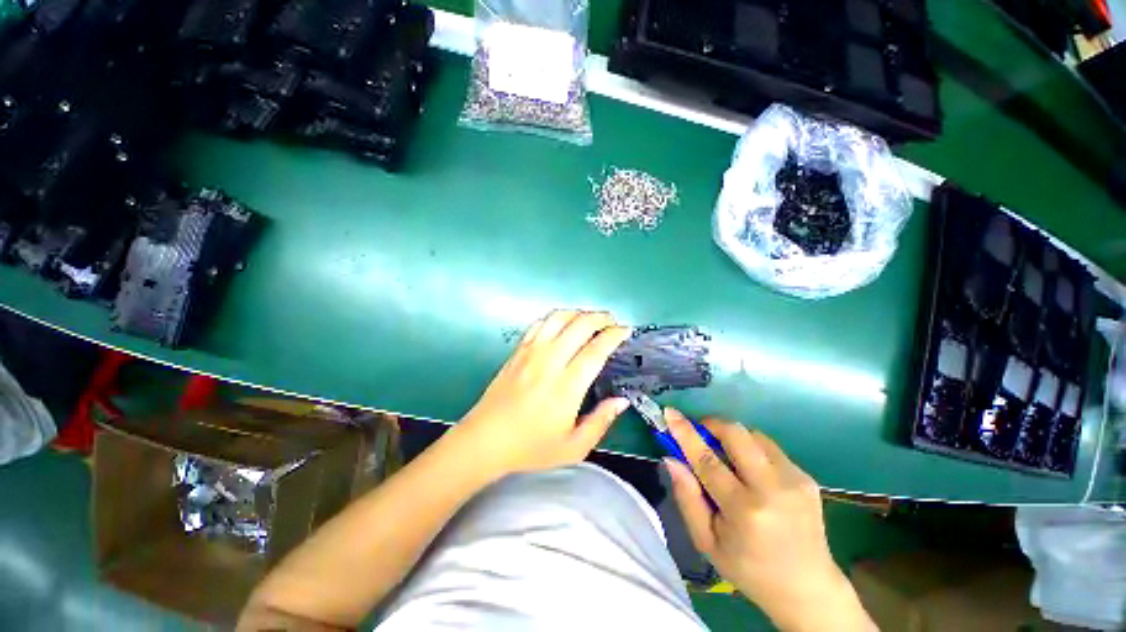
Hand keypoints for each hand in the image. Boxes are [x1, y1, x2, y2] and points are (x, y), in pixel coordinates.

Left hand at [453, 310, 631, 477]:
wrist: (485, 440)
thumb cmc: (531, 447)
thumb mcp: (573, 447)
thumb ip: (600, 422)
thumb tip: (622, 401)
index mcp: (567, 386)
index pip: (596, 349)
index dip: (614, 335)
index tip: (625, 331)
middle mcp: (550, 361)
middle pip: (580, 325)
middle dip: (601, 318)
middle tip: (612, 322)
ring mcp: (531, 352)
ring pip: (559, 318)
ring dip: (579, 312)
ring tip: (590, 318)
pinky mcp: (518, 350)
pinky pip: (539, 323)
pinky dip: (556, 317)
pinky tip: (563, 322)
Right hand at [663, 411, 874, 631]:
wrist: (808, 588)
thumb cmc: (748, 569)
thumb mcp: (706, 542)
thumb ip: (686, 497)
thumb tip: (672, 459)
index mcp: (744, 510)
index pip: (707, 459)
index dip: (685, 432)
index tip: (670, 413)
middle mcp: (772, 488)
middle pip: (736, 434)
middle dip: (712, 425)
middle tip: (700, 434)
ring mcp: (794, 479)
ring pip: (753, 435)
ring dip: (732, 437)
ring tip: (726, 458)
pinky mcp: (806, 476)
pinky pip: (769, 447)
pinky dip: (751, 449)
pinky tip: (750, 472)